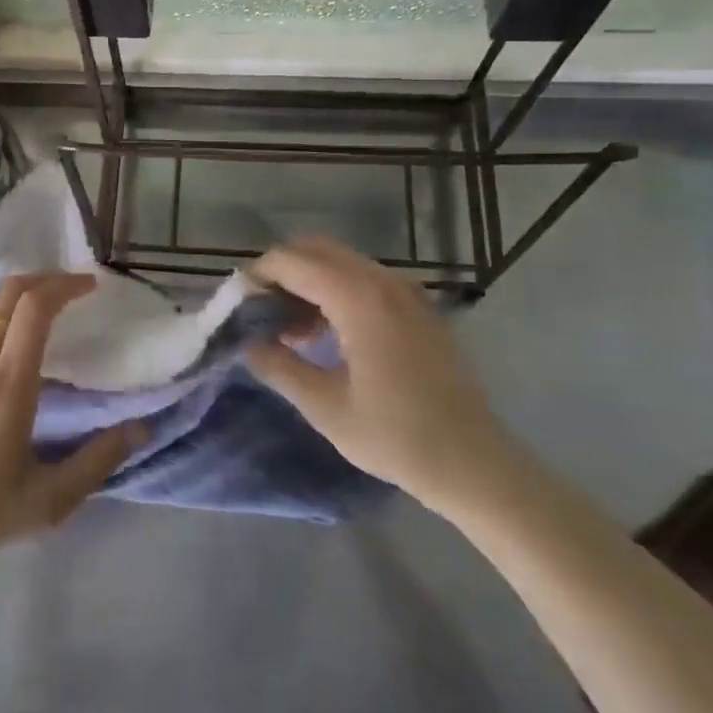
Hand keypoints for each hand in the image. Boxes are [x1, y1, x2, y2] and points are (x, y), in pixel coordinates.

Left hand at [0, 273, 139, 573]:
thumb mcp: (49, 499)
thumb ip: (97, 461)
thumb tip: (140, 428)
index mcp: (7, 386)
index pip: (34, 309)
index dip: (63, 286)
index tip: (89, 285)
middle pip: (8, 293)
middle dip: (44, 280)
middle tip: (71, 287)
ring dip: (17, 297)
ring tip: (43, 309)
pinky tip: (3, 337)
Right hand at [245, 236, 515, 514]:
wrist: (475, 463)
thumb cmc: (396, 437)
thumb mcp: (325, 407)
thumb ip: (279, 365)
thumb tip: (247, 342)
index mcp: (358, 299)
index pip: (292, 261)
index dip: (257, 275)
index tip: (237, 305)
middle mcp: (383, 282)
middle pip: (316, 249)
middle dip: (281, 272)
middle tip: (260, 312)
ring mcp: (406, 291)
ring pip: (341, 262)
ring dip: (308, 281)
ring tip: (290, 330)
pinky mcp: (418, 307)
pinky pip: (365, 279)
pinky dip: (335, 290)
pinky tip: (327, 334)